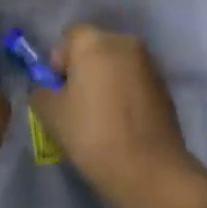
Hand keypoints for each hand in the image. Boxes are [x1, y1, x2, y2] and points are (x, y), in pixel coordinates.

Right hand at [33, 26, 204, 207]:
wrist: (148, 169)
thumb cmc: (92, 134)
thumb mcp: (50, 114)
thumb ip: (42, 92)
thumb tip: (48, 89)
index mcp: (94, 42)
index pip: (69, 37)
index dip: (59, 62)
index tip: (58, 91)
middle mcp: (124, 43)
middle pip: (95, 48)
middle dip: (83, 69)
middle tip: (76, 104)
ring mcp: (149, 63)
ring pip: (116, 64)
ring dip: (106, 81)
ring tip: (100, 116)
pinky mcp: (164, 86)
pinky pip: (134, 81)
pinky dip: (125, 93)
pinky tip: (121, 122)